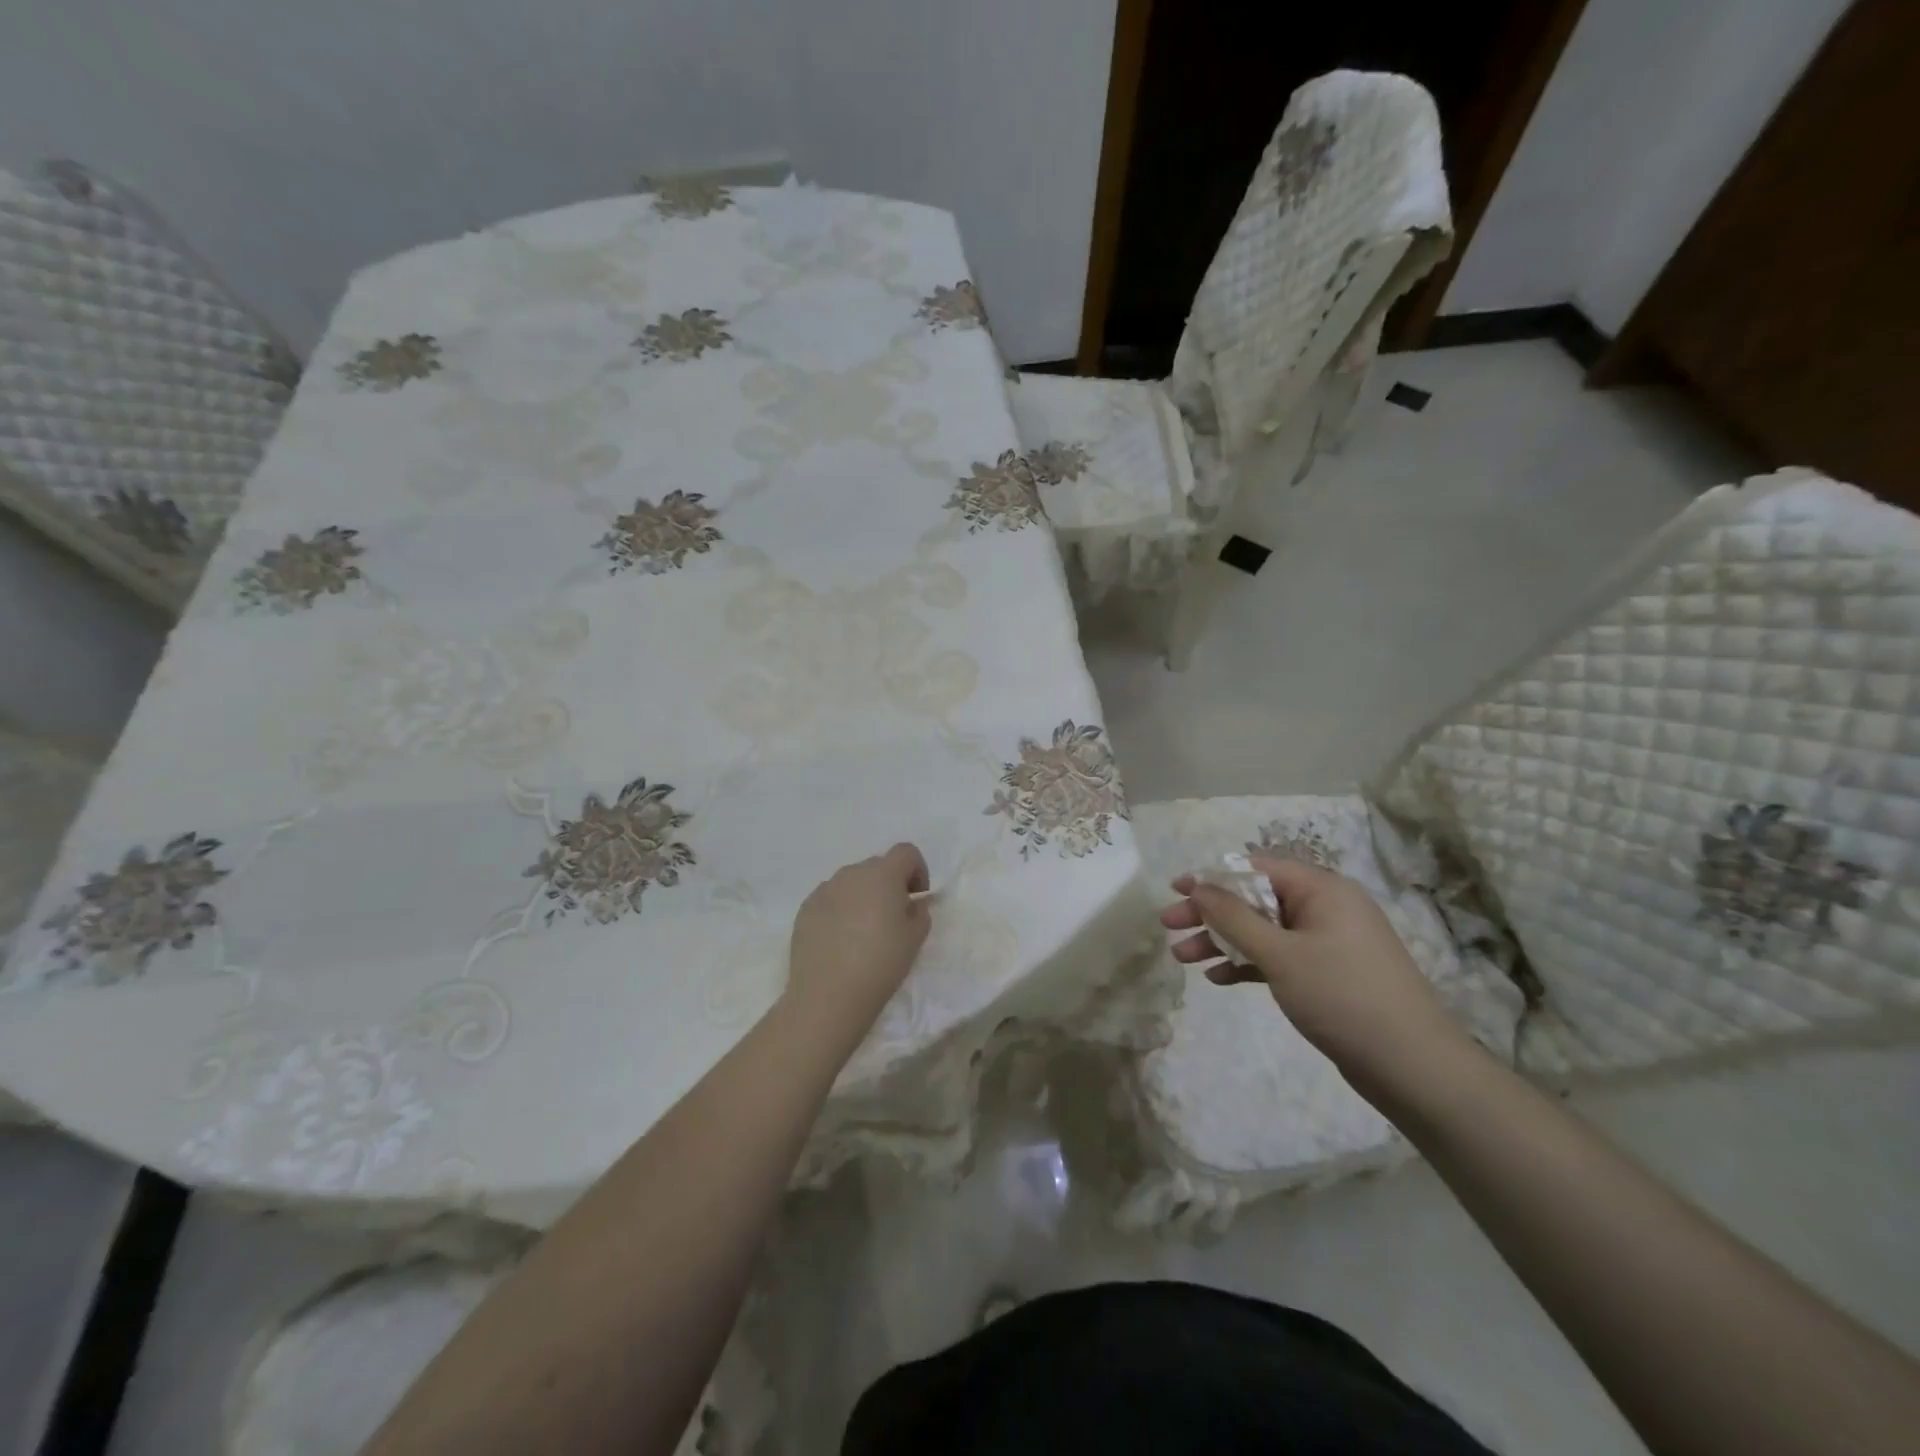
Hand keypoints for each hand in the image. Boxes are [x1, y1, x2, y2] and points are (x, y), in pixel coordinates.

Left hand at [786, 844, 931, 1035]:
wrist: (828, 995)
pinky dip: (840, 911)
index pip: (905, 852)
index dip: (917, 870)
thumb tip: (912, 903)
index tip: (916, 897)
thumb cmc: (881, 963)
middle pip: (877, 866)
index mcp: (882, 874)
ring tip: (863, 932)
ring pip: (851, 883)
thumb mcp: (915, 939)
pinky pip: (830, 899)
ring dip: (862, 896)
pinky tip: (840, 941)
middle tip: (892, 918)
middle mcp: (851, 873)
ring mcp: (824, 890)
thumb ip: (920, 911)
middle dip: (889, 884)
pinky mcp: (805, 909)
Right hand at [1161, 856, 1472, 1104]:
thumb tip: (1198, 885)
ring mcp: (1328, 942)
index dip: (1211, 877)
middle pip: (1255, 900)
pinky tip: (1219, 979)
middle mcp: (1325, 908)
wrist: (1412, 1066)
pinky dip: (1248, 963)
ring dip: (1222, 941)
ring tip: (1182, 959)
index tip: (1175, 890)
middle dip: (1210, 913)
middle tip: (1169, 926)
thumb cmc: (1342, 996)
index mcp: (1321, 889)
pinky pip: (1278, 957)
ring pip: (1263, 931)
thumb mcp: (1280, 954)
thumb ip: (1234, 917)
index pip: (1255, 868)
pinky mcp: (1327, 974)